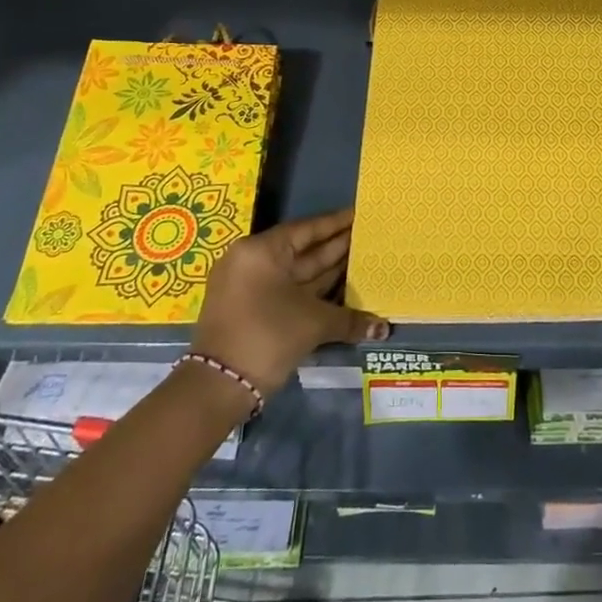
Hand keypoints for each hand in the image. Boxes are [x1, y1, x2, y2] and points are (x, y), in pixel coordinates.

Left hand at [191, 209, 389, 394]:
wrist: (218, 387)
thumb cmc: (267, 336)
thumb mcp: (313, 323)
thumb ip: (350, 318)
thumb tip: (383, 327)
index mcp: (262, 251)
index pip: (307, 229)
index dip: (336, 223)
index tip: (360, 214)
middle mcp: (252, 261)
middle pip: (301, 249)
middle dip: (335, 246)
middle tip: (368, 237)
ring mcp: (248, 286)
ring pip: (295, 272)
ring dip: (326, 269)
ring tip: (361, 259)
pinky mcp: (249, 308)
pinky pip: (287, 289)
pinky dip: (312, 289)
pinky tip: (340, 288)